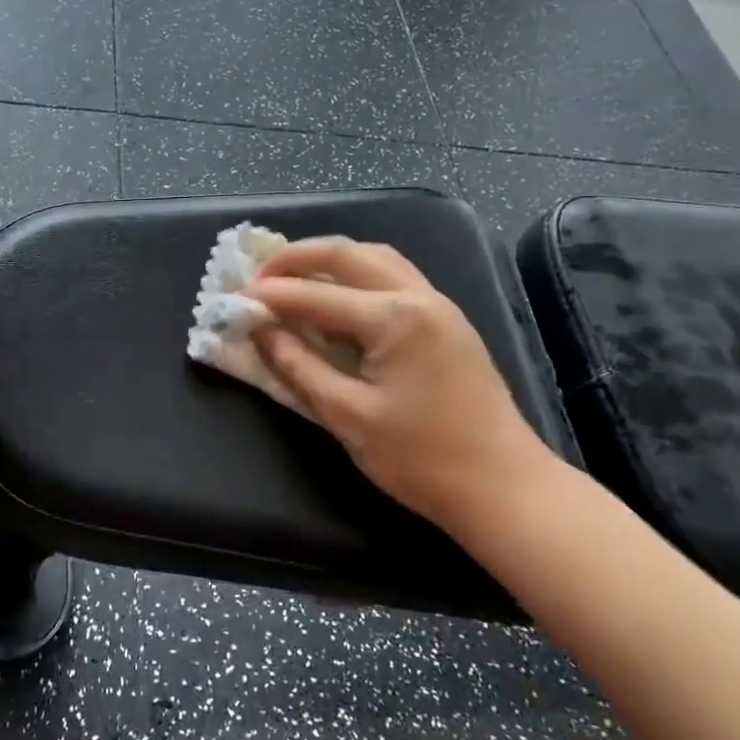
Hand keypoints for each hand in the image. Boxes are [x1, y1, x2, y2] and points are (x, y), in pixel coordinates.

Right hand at [247, 238, 556, 534]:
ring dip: (330, 258)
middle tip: (259, 273)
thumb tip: (262, 331)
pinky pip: (394, 275)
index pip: (317, 295)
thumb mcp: (348, 416)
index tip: (236, 297)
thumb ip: (300, 367)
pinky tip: (338, 293)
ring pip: (375, 257)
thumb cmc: (421, 458)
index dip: (272, 295)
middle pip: (348, 253)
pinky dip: (357, 272)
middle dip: (297, 257)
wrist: (503, 486)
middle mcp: (418, 296)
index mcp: (394, 319)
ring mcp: (438, 304)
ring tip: (293, 275)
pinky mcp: (446, 320)